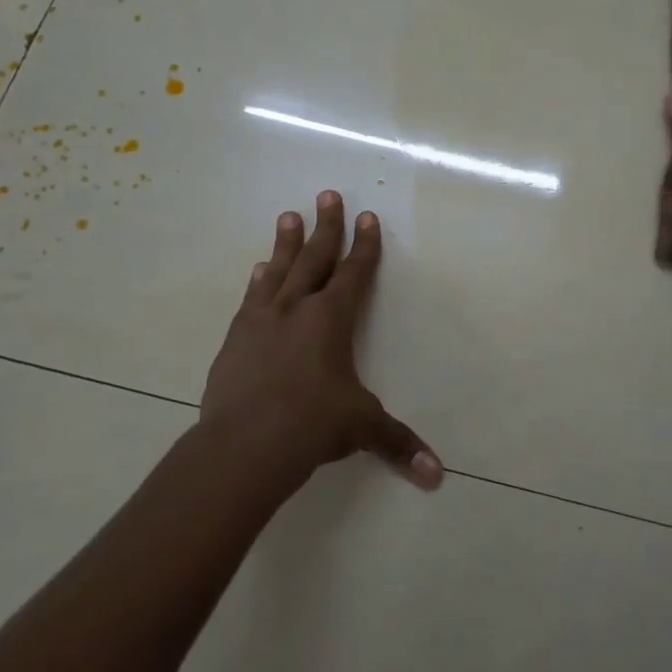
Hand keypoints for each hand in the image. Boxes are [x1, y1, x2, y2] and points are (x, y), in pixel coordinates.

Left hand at [201, 191, 442, 491]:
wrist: (244, 444)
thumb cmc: (312, 426)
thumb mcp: (361, 429)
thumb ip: (398, 444)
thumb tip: (436, 476)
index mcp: (331, 320)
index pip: (353, 273)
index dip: (364, 246)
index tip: (366, 217)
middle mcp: (296, 309)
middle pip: (314, 258)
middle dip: (325, 227)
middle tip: (326, 194)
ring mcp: (261, 321)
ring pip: (278, 271)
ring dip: (286, 243)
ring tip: (288, 216)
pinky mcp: (235, 339)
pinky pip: (250, 299)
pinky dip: (258, 282)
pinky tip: (257, 271)